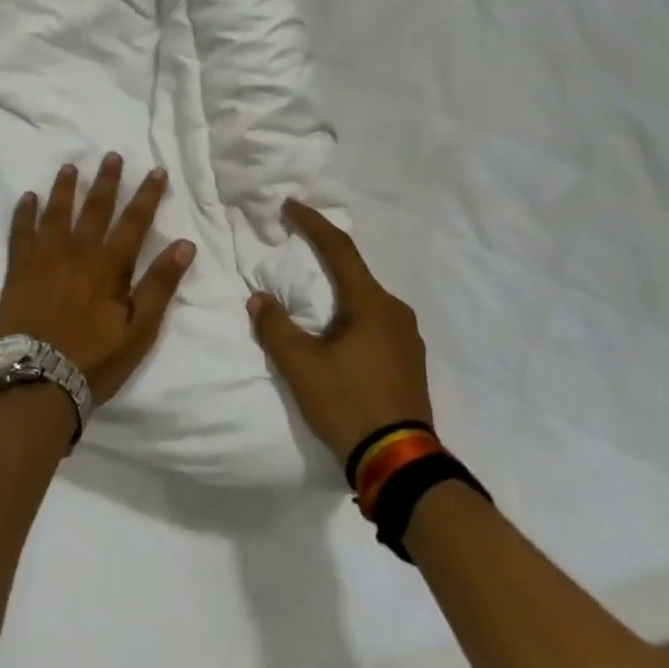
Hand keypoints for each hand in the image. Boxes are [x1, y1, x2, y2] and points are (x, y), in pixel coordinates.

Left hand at [0, 155, 195, 405]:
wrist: (36, 382)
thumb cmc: (94, 360)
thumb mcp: (139, 330)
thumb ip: (160, 285)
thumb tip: (184, 244)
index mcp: (109, 266)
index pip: (134, 222)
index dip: (147, 195)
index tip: (156, 170)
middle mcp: (76, 253)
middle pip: (94, 209)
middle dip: (106, 181)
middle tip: (111, 155)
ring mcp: (43, 260)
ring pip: (56, 214)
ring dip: (64, 189)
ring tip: (69, 167)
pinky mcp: (18, 272)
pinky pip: (20, 234)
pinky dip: (24, 214)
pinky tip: (27, 198)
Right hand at [247, 199, 432, 465]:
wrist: (401, 462)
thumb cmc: (349, 404)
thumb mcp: (302, 367)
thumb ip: (276, 327)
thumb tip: (259, 299)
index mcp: (371, 303)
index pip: (339, 249)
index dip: (312, 223)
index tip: (289, 205)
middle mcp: (395, 312)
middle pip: (354, 273)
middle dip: (323, 258)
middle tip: (295, 248)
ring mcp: (408, 338)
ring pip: (365, 301)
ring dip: (337, 292)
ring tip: (310, 298)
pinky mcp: (409, 361)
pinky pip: (375, 323)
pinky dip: (351, 316)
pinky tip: (336, 335)